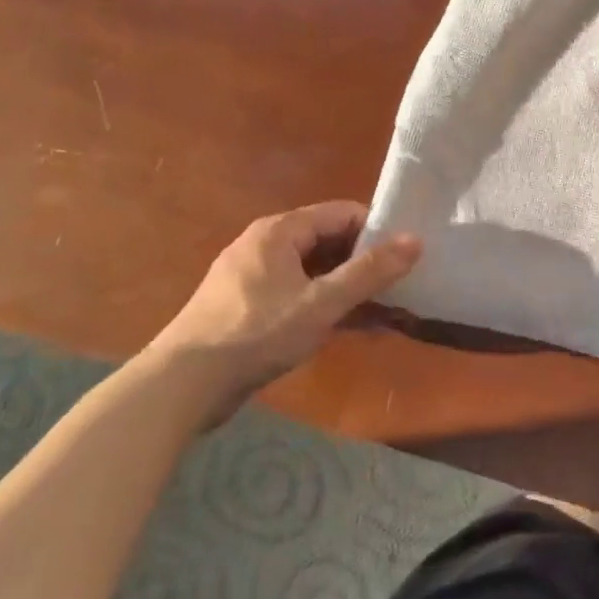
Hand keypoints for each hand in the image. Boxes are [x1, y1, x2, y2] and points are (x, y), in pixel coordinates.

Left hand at [141, 202, 421, 429]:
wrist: (182, 385)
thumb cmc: (257, 334)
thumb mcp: (322, 303)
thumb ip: (370, 271)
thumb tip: (416, 240)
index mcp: (279, 231)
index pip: (342, 213)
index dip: (377, 230)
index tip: (405, 256)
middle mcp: (264, 244)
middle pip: (328, 240)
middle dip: (365, 262)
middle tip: (400, 285)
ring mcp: (252, 276)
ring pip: (314, 270)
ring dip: (347, 287)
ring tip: (382, 310)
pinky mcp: (246, 306)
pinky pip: (297, 293)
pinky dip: (324, 304)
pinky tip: (349, 327)